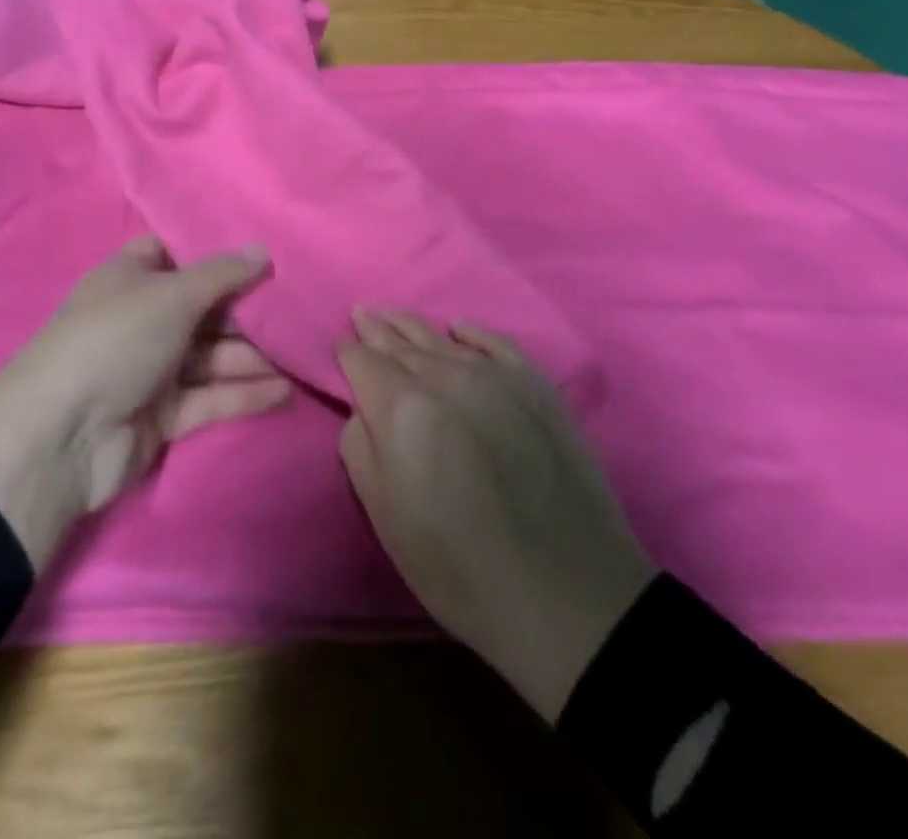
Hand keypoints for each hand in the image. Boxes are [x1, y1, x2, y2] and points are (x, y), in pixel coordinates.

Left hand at [0, 236, 290, 569]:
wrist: (62, 436)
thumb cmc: (115, 340)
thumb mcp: (172, 295)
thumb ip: (222, 274)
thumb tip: (263, 249)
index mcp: (129, 280)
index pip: (171, 256)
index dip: (209, 255)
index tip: (257, 257)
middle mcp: (140, 320)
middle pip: (201, 310)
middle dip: (244, 312)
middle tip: (294, 313)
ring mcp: (150, 369)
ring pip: (210, 356)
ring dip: (251, 358)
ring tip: (300, 356)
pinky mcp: (162, 415)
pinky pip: (209, 397)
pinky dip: (242, 394)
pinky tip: (283, 392)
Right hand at [339, 312, 657, 721]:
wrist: (567, 593)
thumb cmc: (460, 567)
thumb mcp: (386, 519)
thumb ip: (361, 449)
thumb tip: (364, 410)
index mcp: (402, 407)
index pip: (363, 362)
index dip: (347, 353)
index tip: (340, 348)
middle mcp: (445, 377)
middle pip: (400, 342)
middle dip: (377, 330)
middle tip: (362, 313)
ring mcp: (495, 376)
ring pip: (442, 337)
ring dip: (413, 325)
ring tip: (394, 315)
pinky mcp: (536, 385)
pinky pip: (495, 342)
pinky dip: (471, 332)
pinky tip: (459, 328)